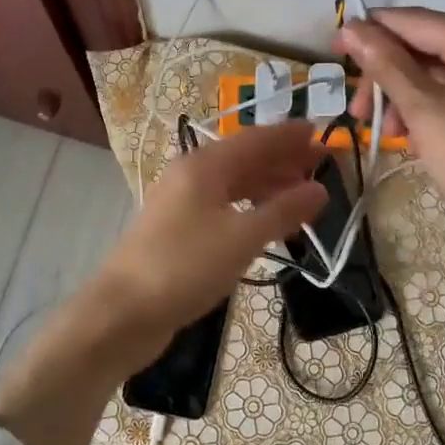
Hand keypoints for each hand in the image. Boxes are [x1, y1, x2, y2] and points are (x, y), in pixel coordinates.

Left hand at [93, 121, 325, 360]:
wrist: (123, 313)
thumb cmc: (185, 267)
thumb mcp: (242, 238)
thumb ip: (283, 211)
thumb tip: (320, 190)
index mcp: (204, 166)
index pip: (256, 139)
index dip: (289, 136)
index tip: (322, 132)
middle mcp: (191, 176)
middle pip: (245, 159)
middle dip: (283, 160)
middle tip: (322, 164)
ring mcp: (182, 203)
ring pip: (234, 184)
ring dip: (269, 185)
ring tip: (303, 193)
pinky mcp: (178, 230)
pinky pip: (223, 207)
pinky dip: (251, 208)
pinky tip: (268, 222)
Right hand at [335, 8, 444, 261]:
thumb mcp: (425, 113)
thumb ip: (387, 66)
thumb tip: (352, 26)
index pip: (415, 21)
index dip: (371, 31)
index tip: (333, 48)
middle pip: (428, 46)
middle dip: (389, 75)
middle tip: (360, 113)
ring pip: (441, 71)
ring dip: (407, 95)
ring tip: (389, 133)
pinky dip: (432, 107)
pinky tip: (415, 136)